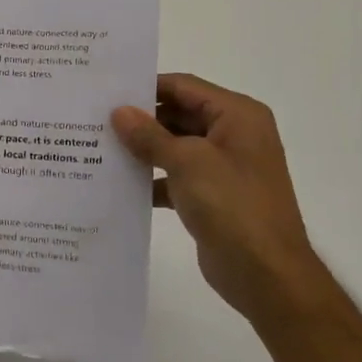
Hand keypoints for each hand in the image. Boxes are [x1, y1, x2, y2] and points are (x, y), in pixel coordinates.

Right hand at [112, 74, 316, 308]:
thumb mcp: (187, 162)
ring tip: (98, 148)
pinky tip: (118, 185)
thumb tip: (119, 112)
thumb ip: (150, 135)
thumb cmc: (232, 205)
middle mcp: (234, 135)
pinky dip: (152, 179)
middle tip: (95, 120)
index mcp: (238, 115)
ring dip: (143, 150)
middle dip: (141, 120)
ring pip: (175, 147)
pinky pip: (176, 177)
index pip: (184, 86)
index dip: (146, 88)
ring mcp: (224, 168)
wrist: (266, 274)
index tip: (106, 92)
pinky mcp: (212, 197)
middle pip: (179, 114)